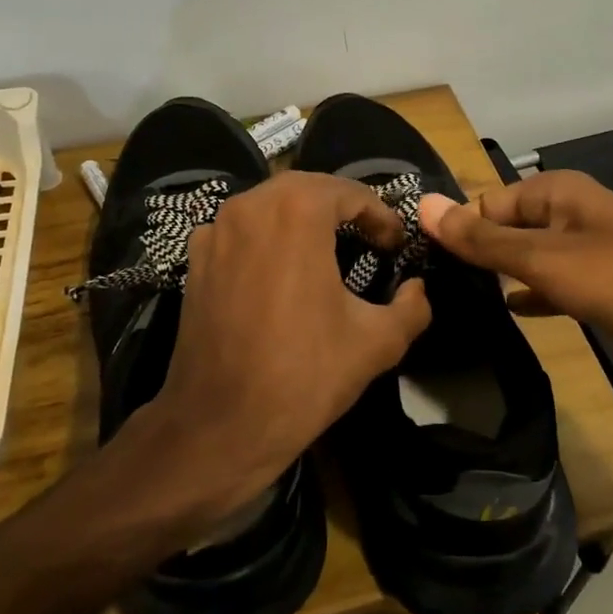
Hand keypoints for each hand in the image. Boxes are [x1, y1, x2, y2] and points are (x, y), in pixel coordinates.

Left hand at [125, 171, 431, 522]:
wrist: (220, 424)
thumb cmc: (304, 375)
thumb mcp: (377, 342)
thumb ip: (412, 306)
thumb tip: (417, 289)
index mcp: (296, 212)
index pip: (349, 193)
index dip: (380, 215)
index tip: (395, 245)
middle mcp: (250, 206)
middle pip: (306, 189)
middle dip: (342, 207)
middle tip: (368, 236)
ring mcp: (215, 232)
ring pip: (268, 205)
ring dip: (301, 217)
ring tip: (328, 247)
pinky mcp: (195, 260)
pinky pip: (240, 231)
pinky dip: (266, 237)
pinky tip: (280, 270)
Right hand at [420, 171, 612, 404]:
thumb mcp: (546, 257)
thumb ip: (483, 239)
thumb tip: (423, 206)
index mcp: (555, 193)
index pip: (485, 203)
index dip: (453, 229)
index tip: (414, 263)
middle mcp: (565, 217)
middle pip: (502, 230)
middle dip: (471, 254)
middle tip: (422, 289)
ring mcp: (580, 257)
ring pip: (522, 261)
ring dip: (494, 278)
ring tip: (447, 303)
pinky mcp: (593, 293)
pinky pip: (545, 289)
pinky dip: (525, 299)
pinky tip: (500, 315)